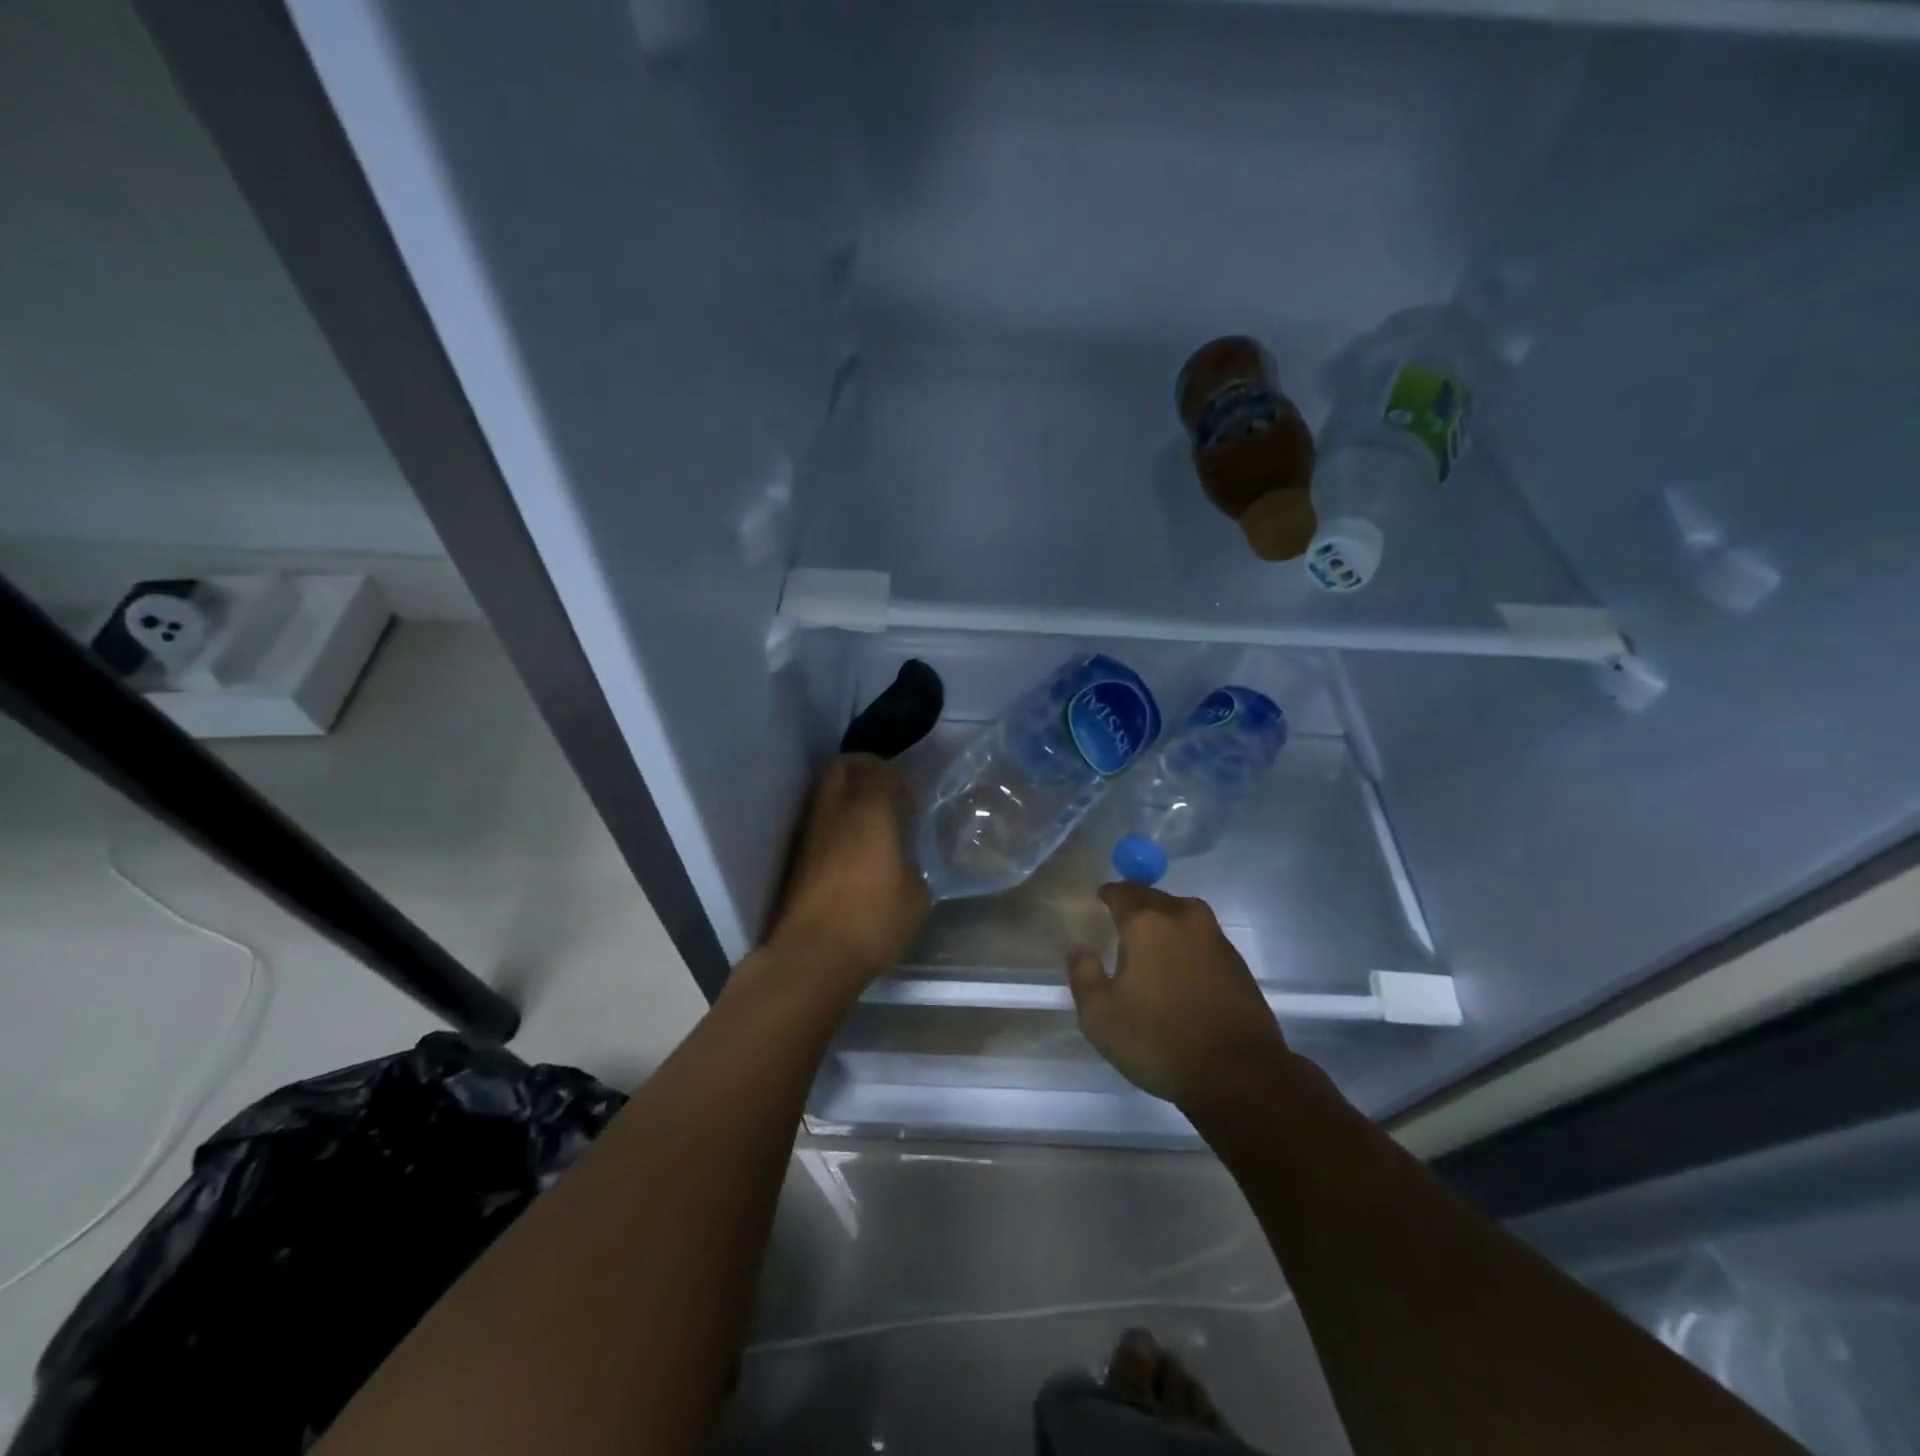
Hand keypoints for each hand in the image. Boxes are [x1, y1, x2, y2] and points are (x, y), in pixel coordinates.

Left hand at [764, 754, 927, 991]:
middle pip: (841, 767)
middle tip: (884, 791)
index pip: (880, 771)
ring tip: (869, 823)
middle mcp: (835, 812)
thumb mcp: (915, 897)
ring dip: (846, 796)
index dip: (897, 779)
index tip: (910, 801)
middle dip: (863, 769)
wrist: (812, 956)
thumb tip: (901, 865)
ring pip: (824, 794)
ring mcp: (809, 833)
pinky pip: (818, 822)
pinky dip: (835, 823)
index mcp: (870, 811)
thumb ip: (911, 867)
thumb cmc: (872, 920)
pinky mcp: (796, 858)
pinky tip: (852, 850)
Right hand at [1066, 883, 1288, 1107]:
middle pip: (1154, 898)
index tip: (1100, 899)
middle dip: (1136, 903)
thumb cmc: (1159, 1041)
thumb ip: (1083, 976)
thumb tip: (1079, 950)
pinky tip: (1179, 966)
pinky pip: (1202, 937)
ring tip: (1151, 942)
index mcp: (1146, 923)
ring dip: (1165, 920)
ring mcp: (1215, 938)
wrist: (1238, 1074)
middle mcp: (1183, 918)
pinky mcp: (1237, 962)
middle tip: (1122, 918)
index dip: (1108, 893)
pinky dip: (1186, 942)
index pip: (1122, 892)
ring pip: (1182, 914)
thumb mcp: (1100, 1017)